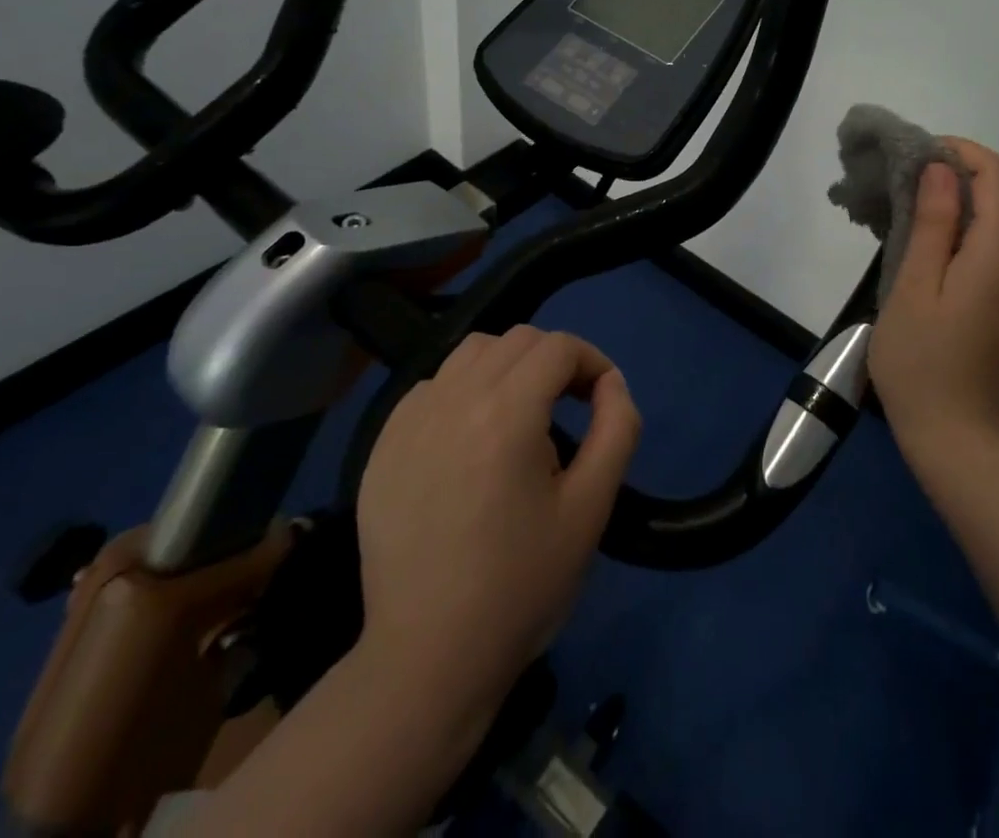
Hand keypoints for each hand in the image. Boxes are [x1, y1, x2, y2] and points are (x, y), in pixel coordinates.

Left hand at [353, 325, 641, 706]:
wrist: (428, 658)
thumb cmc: (521, 584)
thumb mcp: (591, 507)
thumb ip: (616, 429)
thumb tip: (612, 384)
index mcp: (507, 412)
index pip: (558, 347)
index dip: (592, 361)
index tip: (603, 398)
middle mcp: (454, 399)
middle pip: (516, 340)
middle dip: (554, 360)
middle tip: (570, 406)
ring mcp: (410, 421)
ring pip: (470, 353)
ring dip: (507, 367)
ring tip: (520, 415)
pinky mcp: (382, 446)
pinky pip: (431, 387)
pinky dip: (462, 391)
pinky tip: (470, 438)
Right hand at [868, 139, 998, 459]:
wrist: (956, 436)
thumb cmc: (920, 361)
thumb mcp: (913, 288)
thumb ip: (932, 224)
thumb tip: (941, 169)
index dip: (964, 152)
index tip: (921, 153)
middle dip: (973, 166)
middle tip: (921, 172)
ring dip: (979, 193)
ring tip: (927, 199)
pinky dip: (983, 221)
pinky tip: (944, 237)